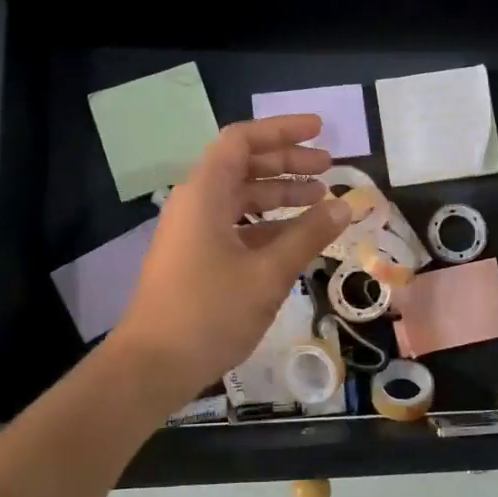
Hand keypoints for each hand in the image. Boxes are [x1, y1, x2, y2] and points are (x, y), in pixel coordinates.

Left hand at [112, 115, 349, 409]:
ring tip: (322, 199)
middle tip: (329, 167)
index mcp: (205, 193)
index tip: (320, 131)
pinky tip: (298, 237)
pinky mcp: (196, 257)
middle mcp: (196, 202)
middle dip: (288, 162)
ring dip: (280, 194)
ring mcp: (193, 231)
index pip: (242, 140)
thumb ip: (308, 235)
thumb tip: (344, 205)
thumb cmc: (210, 312)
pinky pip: (236, 225)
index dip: (282, 130)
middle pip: (244, 166)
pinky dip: (268, 224)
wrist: (152, 366)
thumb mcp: (268, 273)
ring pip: (241, 197)